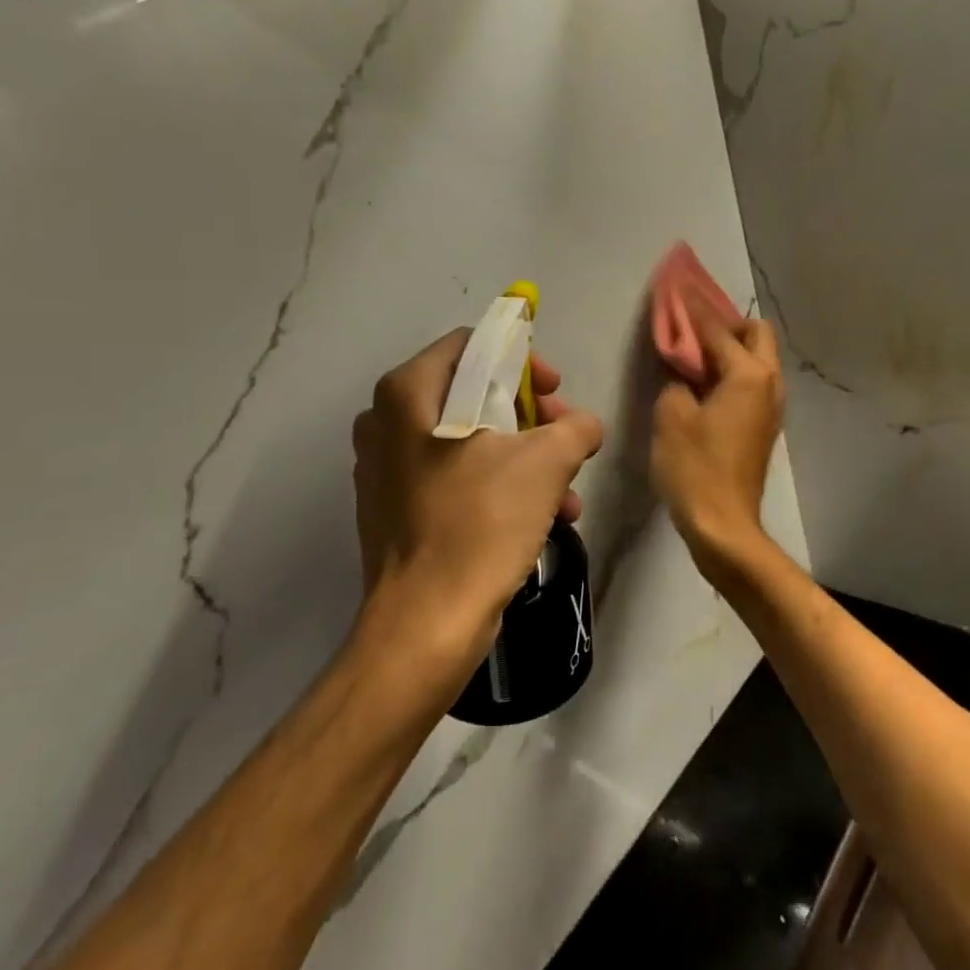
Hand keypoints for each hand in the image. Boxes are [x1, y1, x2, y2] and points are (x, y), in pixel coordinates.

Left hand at [351, 329, 604, 680]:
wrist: (427, 624)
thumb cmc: (480, 523)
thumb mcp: (546, 462)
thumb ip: (576, 427)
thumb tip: (584, 426)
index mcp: (407, 394)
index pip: (472, 345)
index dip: (522, 361)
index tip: (556, 392)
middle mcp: (385, 424)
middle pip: (473, 393)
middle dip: (531, 417)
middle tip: (566, 439)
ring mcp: (386, 471)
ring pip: (469, 441)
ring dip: (524, 458)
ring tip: (567, 489)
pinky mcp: (397, 512)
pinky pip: (456, 479)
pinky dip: (499, 487)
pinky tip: (543, 517)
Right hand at [651, 302, 784, 574]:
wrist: (723, 524)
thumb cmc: (694, 467)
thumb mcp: (672, 415)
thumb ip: (676, 378)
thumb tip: (682, 368)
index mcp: (749, 374)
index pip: (717, 329)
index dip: (692, 308)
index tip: (676, 286)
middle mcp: (770, 383)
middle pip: (756, 334)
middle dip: (725, 324)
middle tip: (691, 330)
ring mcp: (772, 406)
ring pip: (758, 359)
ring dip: (731, 348)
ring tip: (695, 355)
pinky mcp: (765, 425)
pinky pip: (753, 382)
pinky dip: (733, 372)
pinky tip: (704, 384)